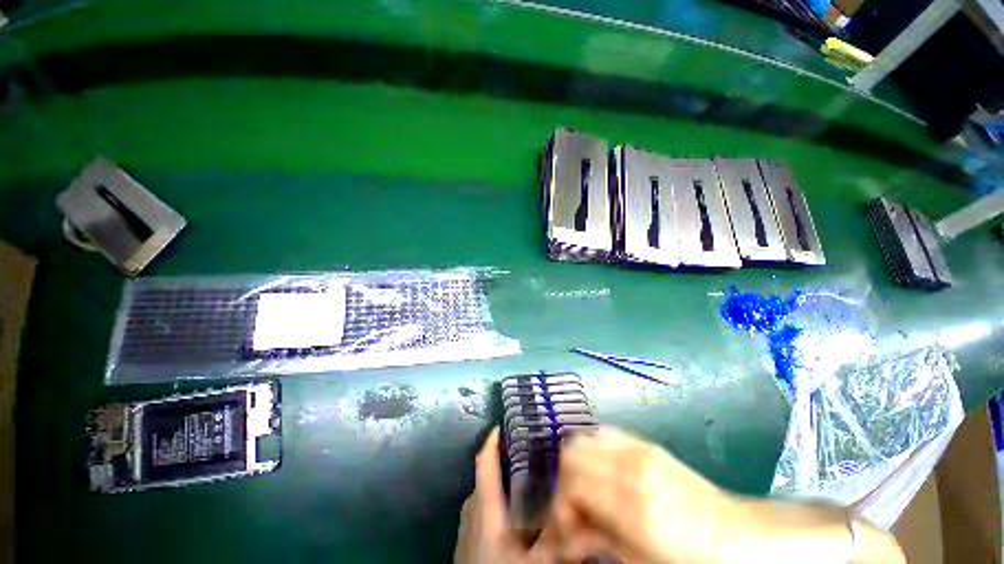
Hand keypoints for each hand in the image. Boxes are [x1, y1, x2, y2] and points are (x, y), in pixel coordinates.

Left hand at [454, 428, 554, 563]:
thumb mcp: (537, 561)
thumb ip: (558, 537)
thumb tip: (582, 514)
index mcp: (486, 507)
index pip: (485, 463)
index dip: (492, 441)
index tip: (501, 424)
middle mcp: (472, 512)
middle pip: (483, 477)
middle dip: (499, 462)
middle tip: (523, 455)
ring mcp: (466, 530)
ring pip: (481, 495)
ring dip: (496, 482)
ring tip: (519, 480)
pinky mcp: (467, 545)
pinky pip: (479, 512)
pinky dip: (492, 503)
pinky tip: (509, 516)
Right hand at [547, 427, 740, 563]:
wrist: (737, 535)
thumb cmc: (689, 560)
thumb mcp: (638, 562)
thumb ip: (595, 540)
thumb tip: (561, 538)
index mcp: (631, 504)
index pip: (571, 485)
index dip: (558, 505)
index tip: (564, 526)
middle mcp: (630, 466)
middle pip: (571, 453)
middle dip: (562, 480)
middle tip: (571, 507)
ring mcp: (639, 449)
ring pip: (584, 437)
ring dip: (575, 462)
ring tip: (585, 488)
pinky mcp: (645, 443)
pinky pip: (604, 433)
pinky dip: (592, 448)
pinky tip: (602, 471)